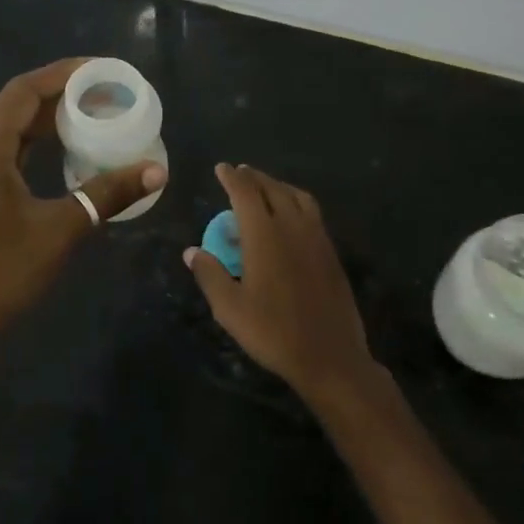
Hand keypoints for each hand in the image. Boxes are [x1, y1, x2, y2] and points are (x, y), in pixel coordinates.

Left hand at [0, 59, 165, 363]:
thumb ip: (107, 194)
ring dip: (44, 124)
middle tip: (105, 96)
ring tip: (89, 120)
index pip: (23, 91)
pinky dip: (28, 148)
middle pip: (13, 108)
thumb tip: (157, 170)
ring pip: (4, 133)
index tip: (102, 70)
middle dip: (59, 98)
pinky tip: (57, 158)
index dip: (63, 74)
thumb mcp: (59, 232)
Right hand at [184, 163, 377, 403]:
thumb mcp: (231, 309)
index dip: (232, 178)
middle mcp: (292, 227)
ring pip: (297, 197)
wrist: (330, 356)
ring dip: (278, 186)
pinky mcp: (331, 252)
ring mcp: (316, 238)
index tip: (221, 168)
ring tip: (265, 188)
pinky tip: (290, 216)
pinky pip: (311, 212)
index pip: (246, 193)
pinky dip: (296, 201)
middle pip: (273, 189)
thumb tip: (192, 251)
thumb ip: (210, 275)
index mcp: (265, 235)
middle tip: (240, 173)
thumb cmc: (274, 332)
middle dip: (254, 177)